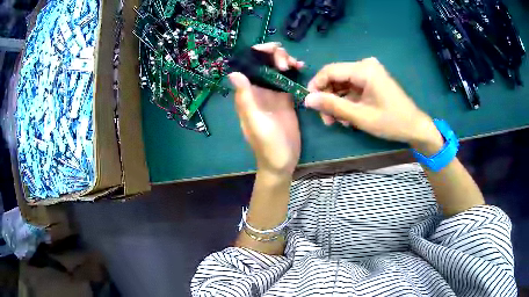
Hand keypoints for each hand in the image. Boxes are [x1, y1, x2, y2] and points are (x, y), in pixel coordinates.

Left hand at [229, 43, 303, 175]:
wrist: (282, 162)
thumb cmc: (267, 145)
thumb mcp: (255, 122)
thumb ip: (245, 98)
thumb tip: (234, 72)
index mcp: (247, 94)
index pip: (248, 66)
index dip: (257, 53)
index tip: (272, 50)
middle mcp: (259, 90)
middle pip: (264, 63)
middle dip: (274, 55)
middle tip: (286, 63)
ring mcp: (273, 94)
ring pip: (276, 69)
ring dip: (285, 61)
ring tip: (296, 65)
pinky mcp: (286, 99)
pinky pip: (288, 79)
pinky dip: (294, 71)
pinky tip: (301, 68)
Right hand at [305, 58, 440, 148]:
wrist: (414, 127)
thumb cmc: (391, 122)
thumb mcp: (360, 116)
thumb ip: (333, 106)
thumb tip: (307, 100)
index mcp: (364, 69)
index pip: (330, 71)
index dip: (316, 86)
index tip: (310, 104)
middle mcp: (365, 66)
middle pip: (336, 78)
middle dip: (328, 98)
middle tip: (327, 119)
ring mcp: (369, 73)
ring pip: (343, 84)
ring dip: (337, 103)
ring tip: (339, 122)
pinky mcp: (372, 81)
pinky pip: (352, 88)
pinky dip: (347, 102)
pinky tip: (348, 117)